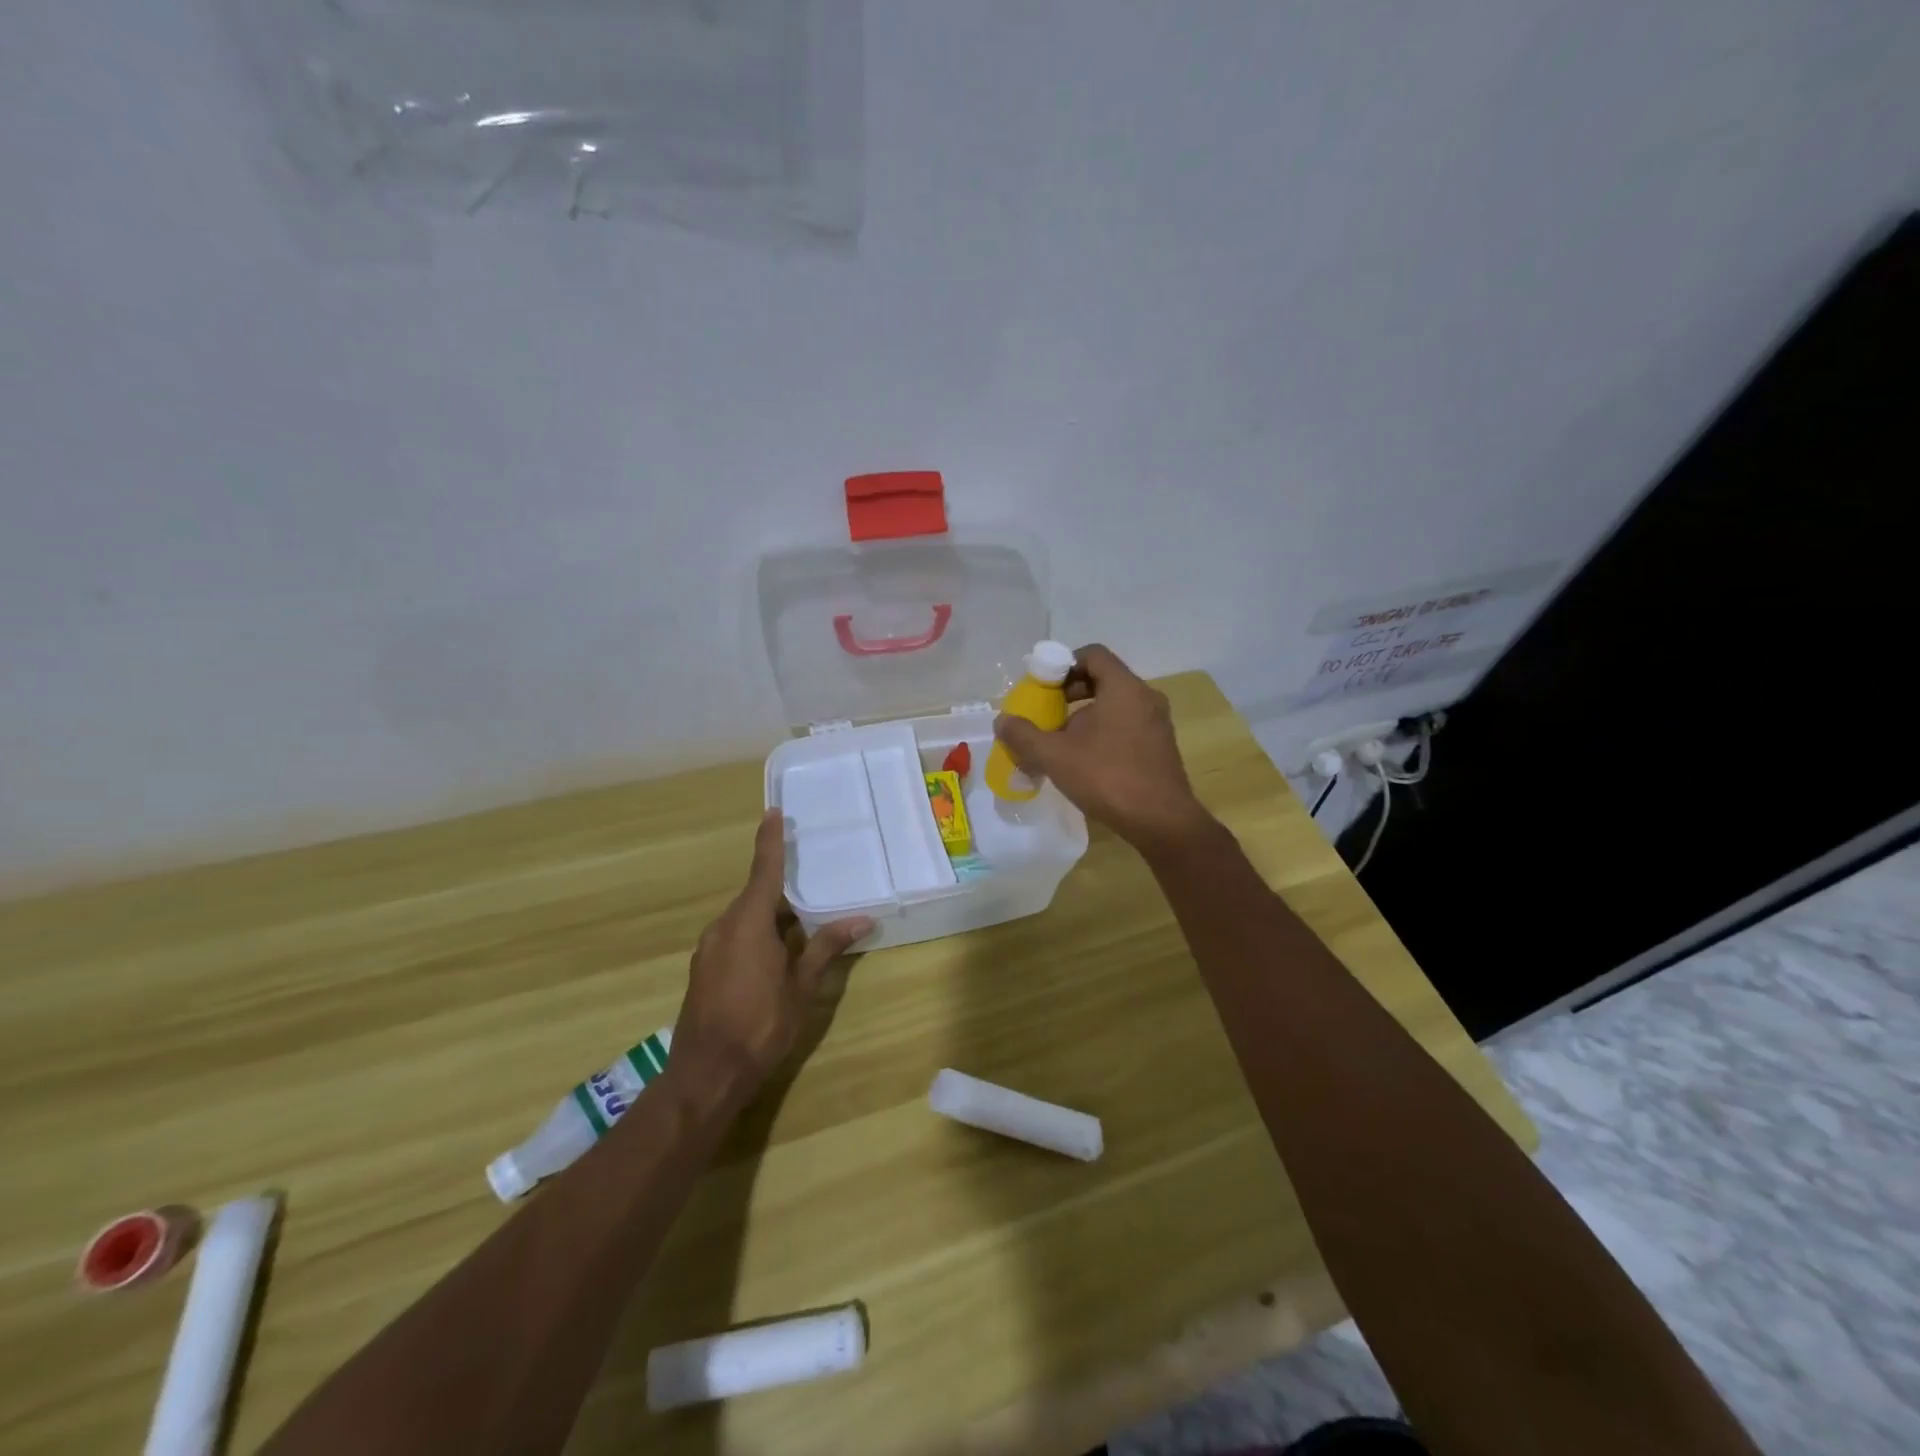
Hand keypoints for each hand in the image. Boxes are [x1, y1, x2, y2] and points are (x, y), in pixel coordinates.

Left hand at [670, 810, 873, 1103]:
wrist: (706, 1074)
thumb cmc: (760, 1024)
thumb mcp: (802, 986)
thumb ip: (827, 947)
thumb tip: (861, 918)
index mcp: (748, 922)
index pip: (763, 870)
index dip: (770, 841)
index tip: (774, 813)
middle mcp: (724, 926)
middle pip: (756, 896)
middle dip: (782, 892)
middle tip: (812, 886)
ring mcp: (709, 948)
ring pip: (745, 919)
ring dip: (771, 918)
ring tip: (801, 928)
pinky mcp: (703, 969)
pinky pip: (734, 937)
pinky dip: (756, 936)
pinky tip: (774, 958)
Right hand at [993, 644, 1211, 850]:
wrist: (1161, 821)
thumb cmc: (1108, 777)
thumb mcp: (1055, 755)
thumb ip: (1024, 735)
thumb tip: (1002, 721)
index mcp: (1124, 688)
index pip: (1093, 655)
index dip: (1063, 664)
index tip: (1042, 686)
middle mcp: (1145, 698)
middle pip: (1103, 679)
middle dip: (1070, 693)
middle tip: (1047, 714)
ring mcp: (1157, 723)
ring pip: (1115, 705)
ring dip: (1085, 717)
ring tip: (1061, 743)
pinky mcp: (1161, 747)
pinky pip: (1127, 726)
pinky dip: (1103, 733)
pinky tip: (1085, 762)